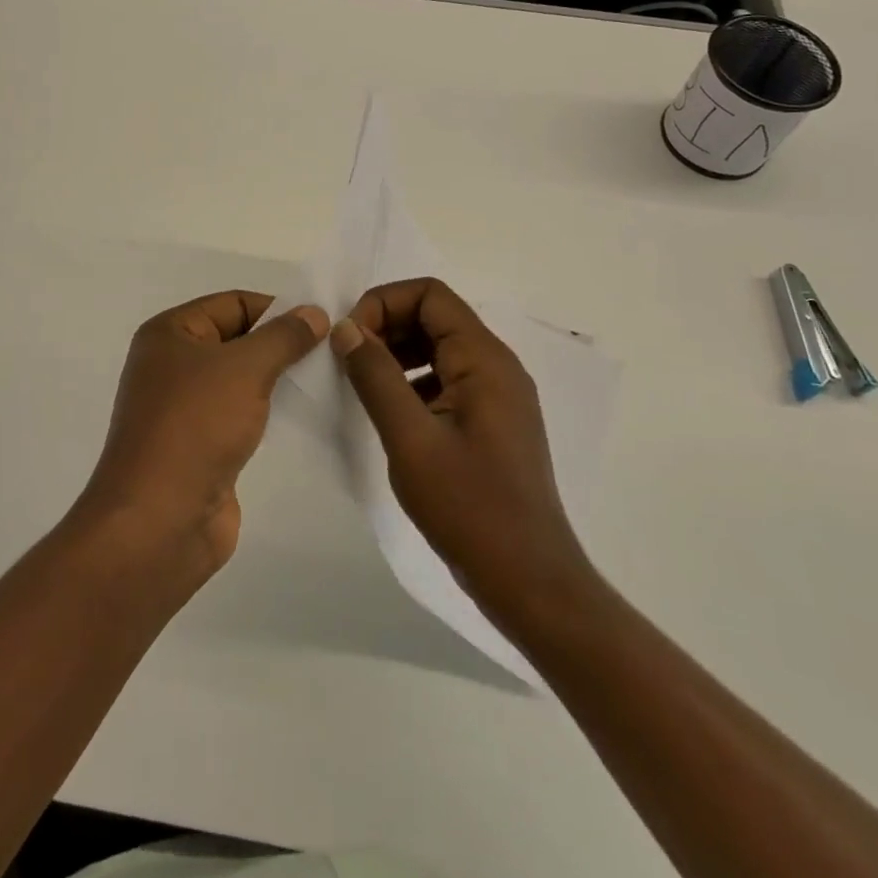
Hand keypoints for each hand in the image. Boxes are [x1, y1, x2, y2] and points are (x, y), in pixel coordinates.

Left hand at [81, 291, 327, 570]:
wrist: (159, 522)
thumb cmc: (195, 426)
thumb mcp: (245, 368)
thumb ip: (284, 337)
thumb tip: (314, 312)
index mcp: (170, 334)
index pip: (233, 303)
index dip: (277, 308)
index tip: (322, 323)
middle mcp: (173, 365)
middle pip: (238, 339)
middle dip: (282, 344)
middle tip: (333, 351)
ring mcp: (186, 409)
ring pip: (242, 379)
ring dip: (280, 379)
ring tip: (328, 380)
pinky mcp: (202, 446)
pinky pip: (243, 415)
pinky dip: (271, 412)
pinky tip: (306, 415)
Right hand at [332, 277, 590, 619]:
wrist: (530, 582)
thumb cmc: (470, 508)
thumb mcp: (411, 440)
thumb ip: (375, 377)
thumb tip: (346, 328)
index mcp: (484, 359)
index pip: (430, 295)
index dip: (383, 303)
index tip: (349, 338)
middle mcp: (497, 366)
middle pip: (435, 316)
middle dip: (387, 326)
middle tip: (349, 361)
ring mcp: (498, 396)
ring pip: (440, 348)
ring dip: (398, 354)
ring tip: (363, 385)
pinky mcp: (491, 422)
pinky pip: (447, 380)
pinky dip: (413, 381)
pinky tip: (390, 413)